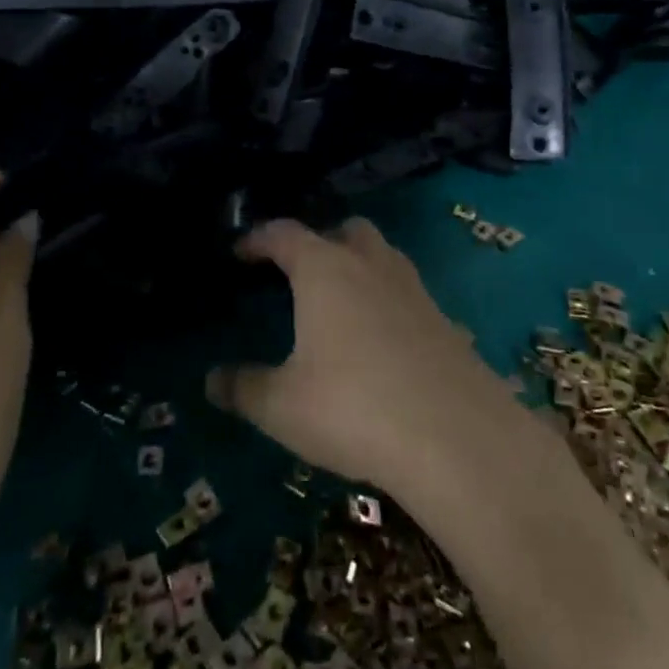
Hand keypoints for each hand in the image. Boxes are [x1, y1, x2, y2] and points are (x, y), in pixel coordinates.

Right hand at [205, 218, 517, 494]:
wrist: (456, 437)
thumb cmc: (353, 408)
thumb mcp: (282, 406)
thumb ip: (243, 388)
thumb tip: (211, 380)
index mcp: (324, 269)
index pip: (284, 233)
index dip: (258, 239)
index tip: (240, 252)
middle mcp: (370, 265)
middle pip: (344, 230)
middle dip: (319, 242)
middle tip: (298, 273)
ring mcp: (414, 289)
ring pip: (382, 255)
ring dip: (358, 265)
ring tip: (339, 303)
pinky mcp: (444, 319)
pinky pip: (407, 293)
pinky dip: (387, 301)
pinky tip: (380, 342)